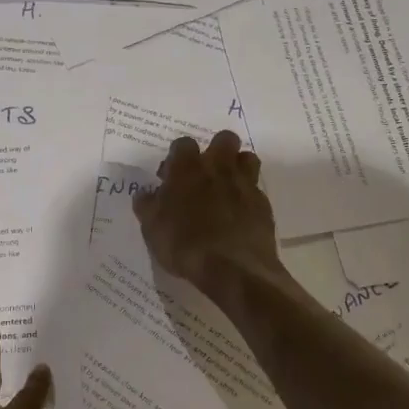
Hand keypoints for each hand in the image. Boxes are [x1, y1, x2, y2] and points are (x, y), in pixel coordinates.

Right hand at [132, 130, 282, 297]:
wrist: (233, 268)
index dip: (176, 157)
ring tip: (226, 189)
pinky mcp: (263, 204)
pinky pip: (256, 190)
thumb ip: (148, 206)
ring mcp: (245, 184)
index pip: (183, 144)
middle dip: (215, 151)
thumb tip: (145, 194)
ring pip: (247, 158)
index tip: (170, 176)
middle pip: (224, 140)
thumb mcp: (153, 228)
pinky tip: (239, 215)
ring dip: (237, 168)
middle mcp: (219, 168)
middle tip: (204, 175)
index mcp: (188, 169)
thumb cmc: (185, 244)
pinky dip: (248, 197)